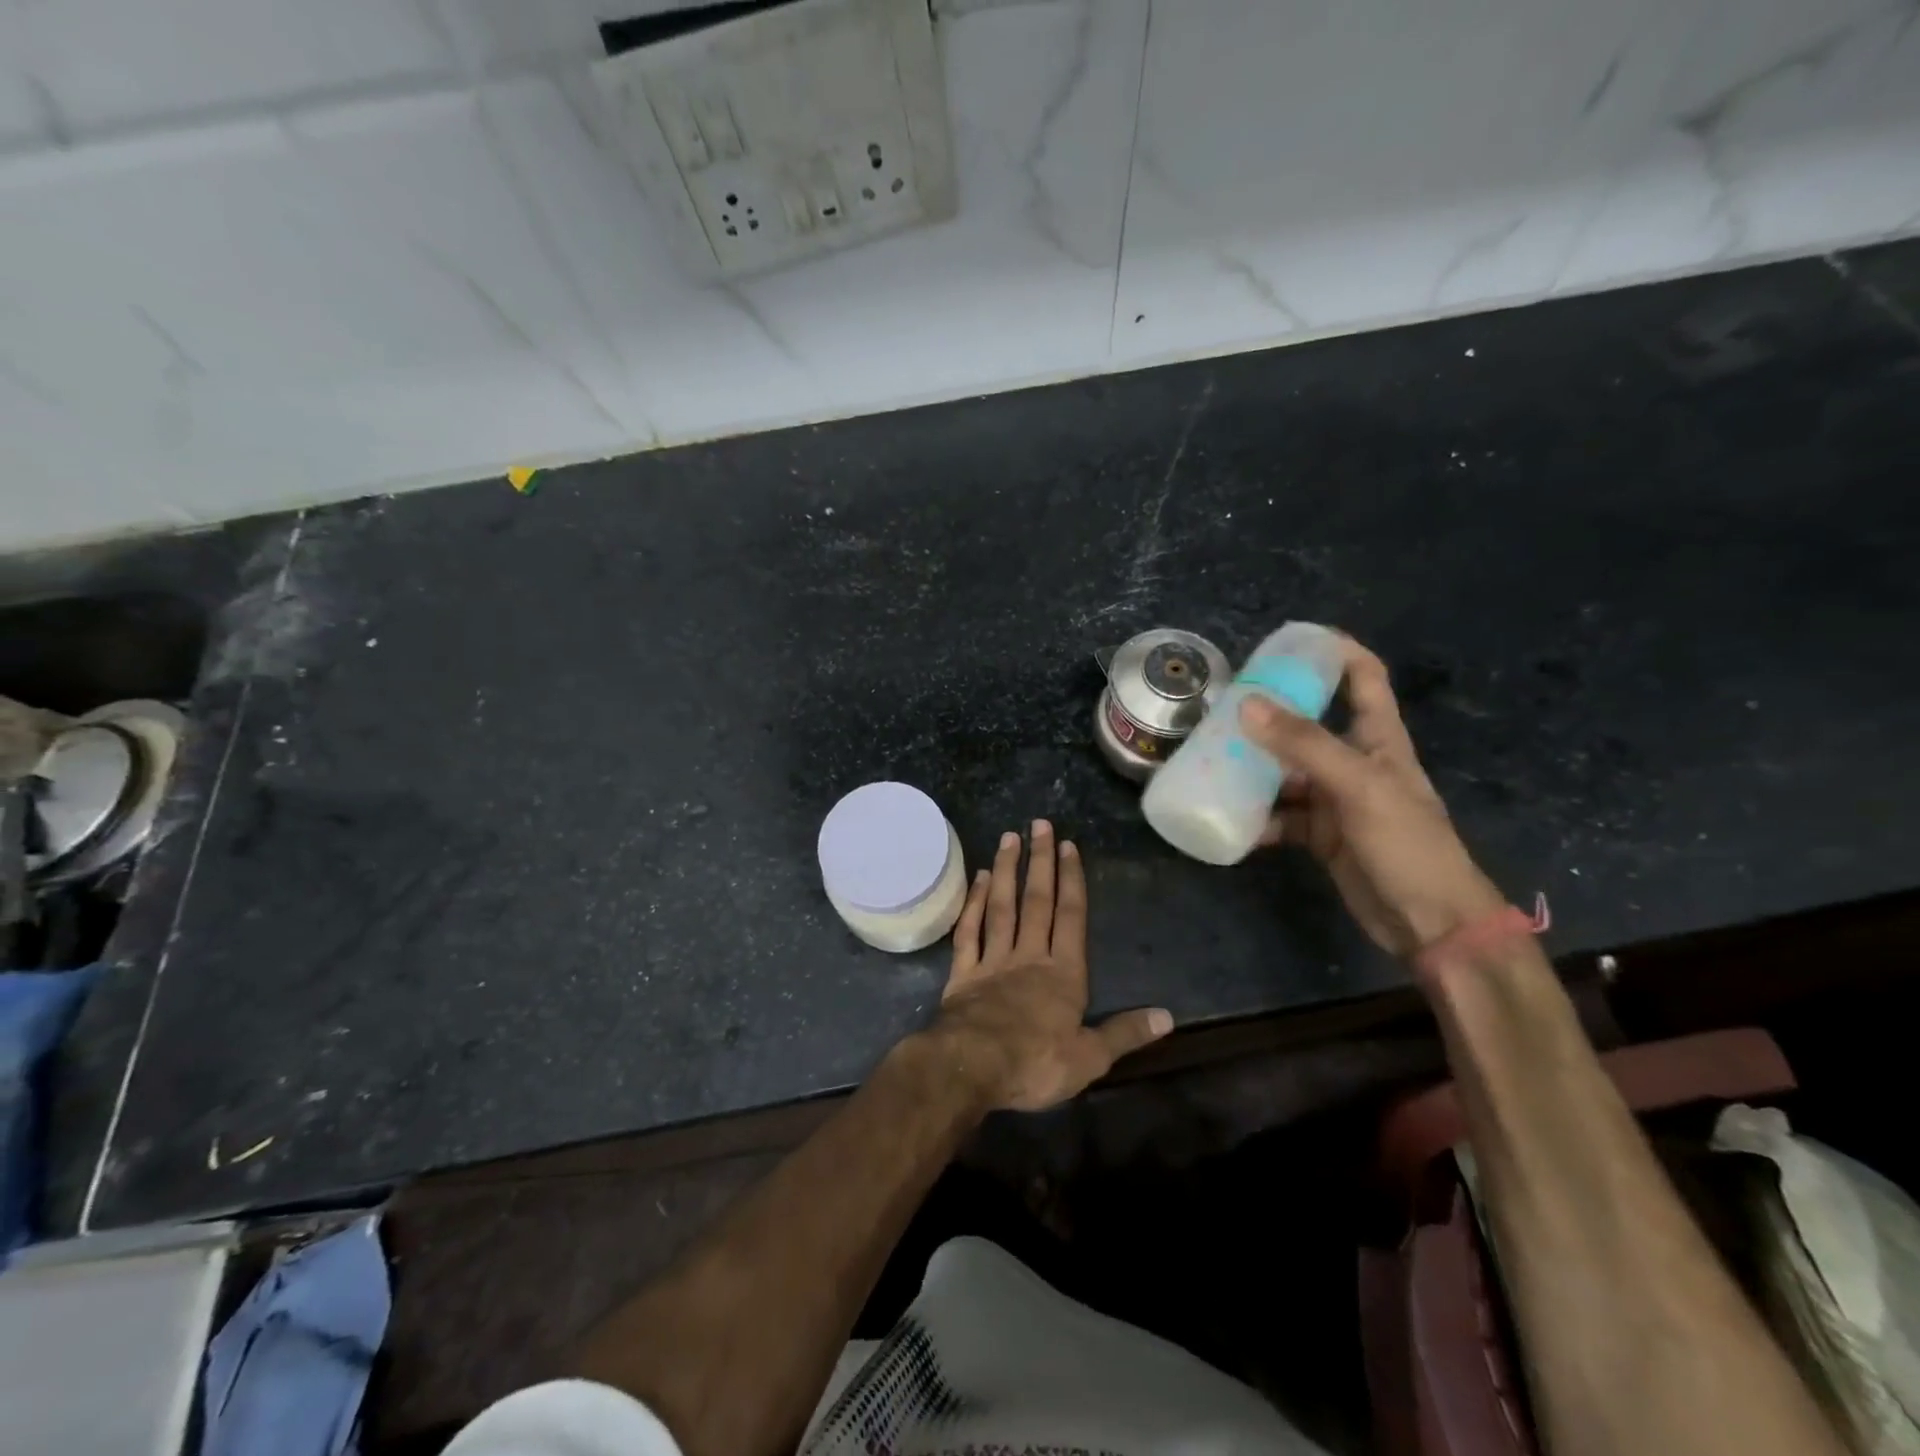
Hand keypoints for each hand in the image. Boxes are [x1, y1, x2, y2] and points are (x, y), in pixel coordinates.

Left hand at [923, 820, 1172, 1112]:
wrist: (972, 1067)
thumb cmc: (1035, 1063)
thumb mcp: (1090, 1058)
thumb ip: (1126, 1034)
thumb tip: (1167, 1017)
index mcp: (1063, 974)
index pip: (1071, 917)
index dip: (1072, 880)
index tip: (1068, 845)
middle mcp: (1029, 956)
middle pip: (1037, 901)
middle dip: (1041, 862)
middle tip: (1039, 824)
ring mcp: (993, 961)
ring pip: (1002, 906)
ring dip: (1007, 871)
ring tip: (1009, 838)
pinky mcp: (963, 973)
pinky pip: (969, 931)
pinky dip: (974, 903)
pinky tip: (979, 879)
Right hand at [1238, 635, 1505, 958]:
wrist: (1429, 923)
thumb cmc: (1406, 843)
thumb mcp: (1357, 786)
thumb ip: (1303, 745)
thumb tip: (1246, 704)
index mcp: (1377, 738)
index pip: (1363, 676)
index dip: (1334, 651)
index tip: (1289, 641)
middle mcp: (1354, 761)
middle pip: (1308, 723)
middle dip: (1269, 713)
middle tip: (1221, 706)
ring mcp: (1334, 800)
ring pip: (1285, 772)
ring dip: (1252, 768)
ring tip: (1209, 761)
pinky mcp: (1319, 834)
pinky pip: (1279, 816)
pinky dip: (1255, 818)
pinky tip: (1227, 818)